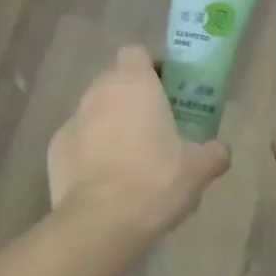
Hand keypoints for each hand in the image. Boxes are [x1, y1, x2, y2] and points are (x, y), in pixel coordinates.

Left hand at [49, 45, 230, 239]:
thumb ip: (214, 152)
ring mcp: (71, 121)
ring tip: (131, 158)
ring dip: (111, 125)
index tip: (169, 90)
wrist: (102, 223)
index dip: (153, 67)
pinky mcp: (55, 150)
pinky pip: (79, 141)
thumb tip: (220, 150)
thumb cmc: (156, 181)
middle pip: (115, 82)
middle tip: (156, 126)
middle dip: (133, 98)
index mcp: (133, 83)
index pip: (137, 53)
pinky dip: (91, 152)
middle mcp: (98, 93)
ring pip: (95, 112)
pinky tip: (106, 180)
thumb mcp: (199, 168)